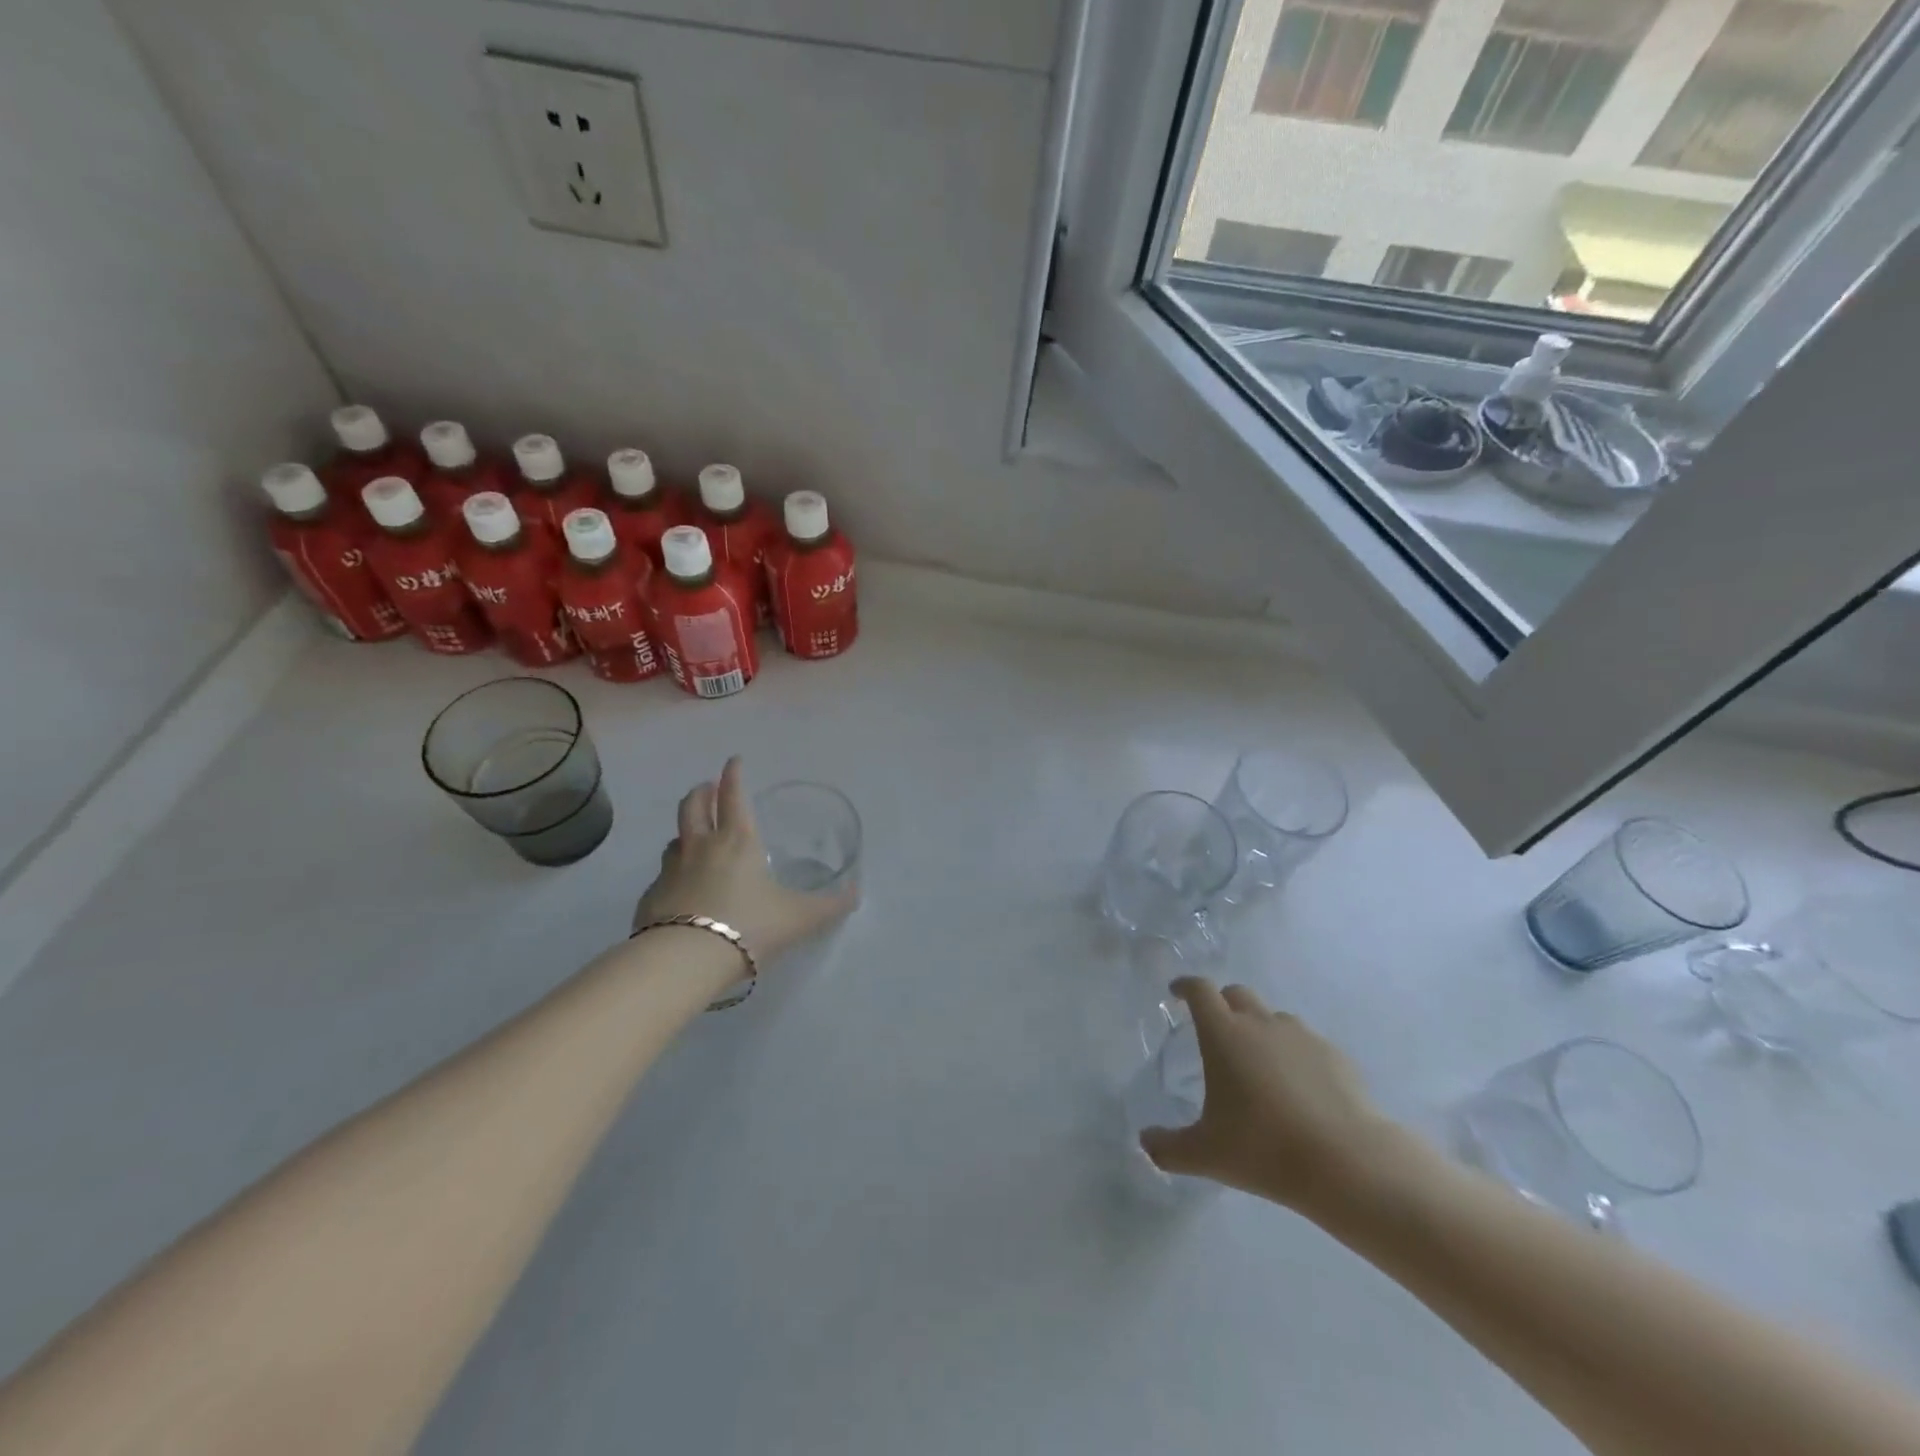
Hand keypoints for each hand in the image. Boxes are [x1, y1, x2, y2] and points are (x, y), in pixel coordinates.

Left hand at [634, 758, 856, 964]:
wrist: (685, 961)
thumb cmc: (749, 926)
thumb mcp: (800, 918)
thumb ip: (829, 906)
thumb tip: (855, 895)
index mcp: (738, 841)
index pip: (733, 796)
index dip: (734, 775)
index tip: (734, 761)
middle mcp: (701, 848)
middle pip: (693, 807)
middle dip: (701, 793)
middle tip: (707, 788)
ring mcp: (670, 872)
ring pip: (675, 841)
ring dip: (685, 833)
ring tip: (694, 838)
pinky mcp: (651, 899)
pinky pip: (662, 878)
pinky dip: (672, 875)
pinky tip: (680, 890)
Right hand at [1139, 978, 1392, 1215]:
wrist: (1347, 1163)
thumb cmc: (1264, 1149)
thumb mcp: (1206, 1154)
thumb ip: (1167, 1147)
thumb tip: (1144, 1142)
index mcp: (1224, 1034)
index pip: (1199, 990)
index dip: (1185, 987)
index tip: (1176, 993)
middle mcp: (1261, 1023)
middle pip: (1236, 994)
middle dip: (1222, 1003)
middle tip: (1215, 1031)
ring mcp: (1302, 1036)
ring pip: (1273, 1017)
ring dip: (1260, 1029)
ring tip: (1259, 1065)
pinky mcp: (1335, 1055)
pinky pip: (1306, 1043)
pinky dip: (1295, 1054)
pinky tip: (1299, 1089)